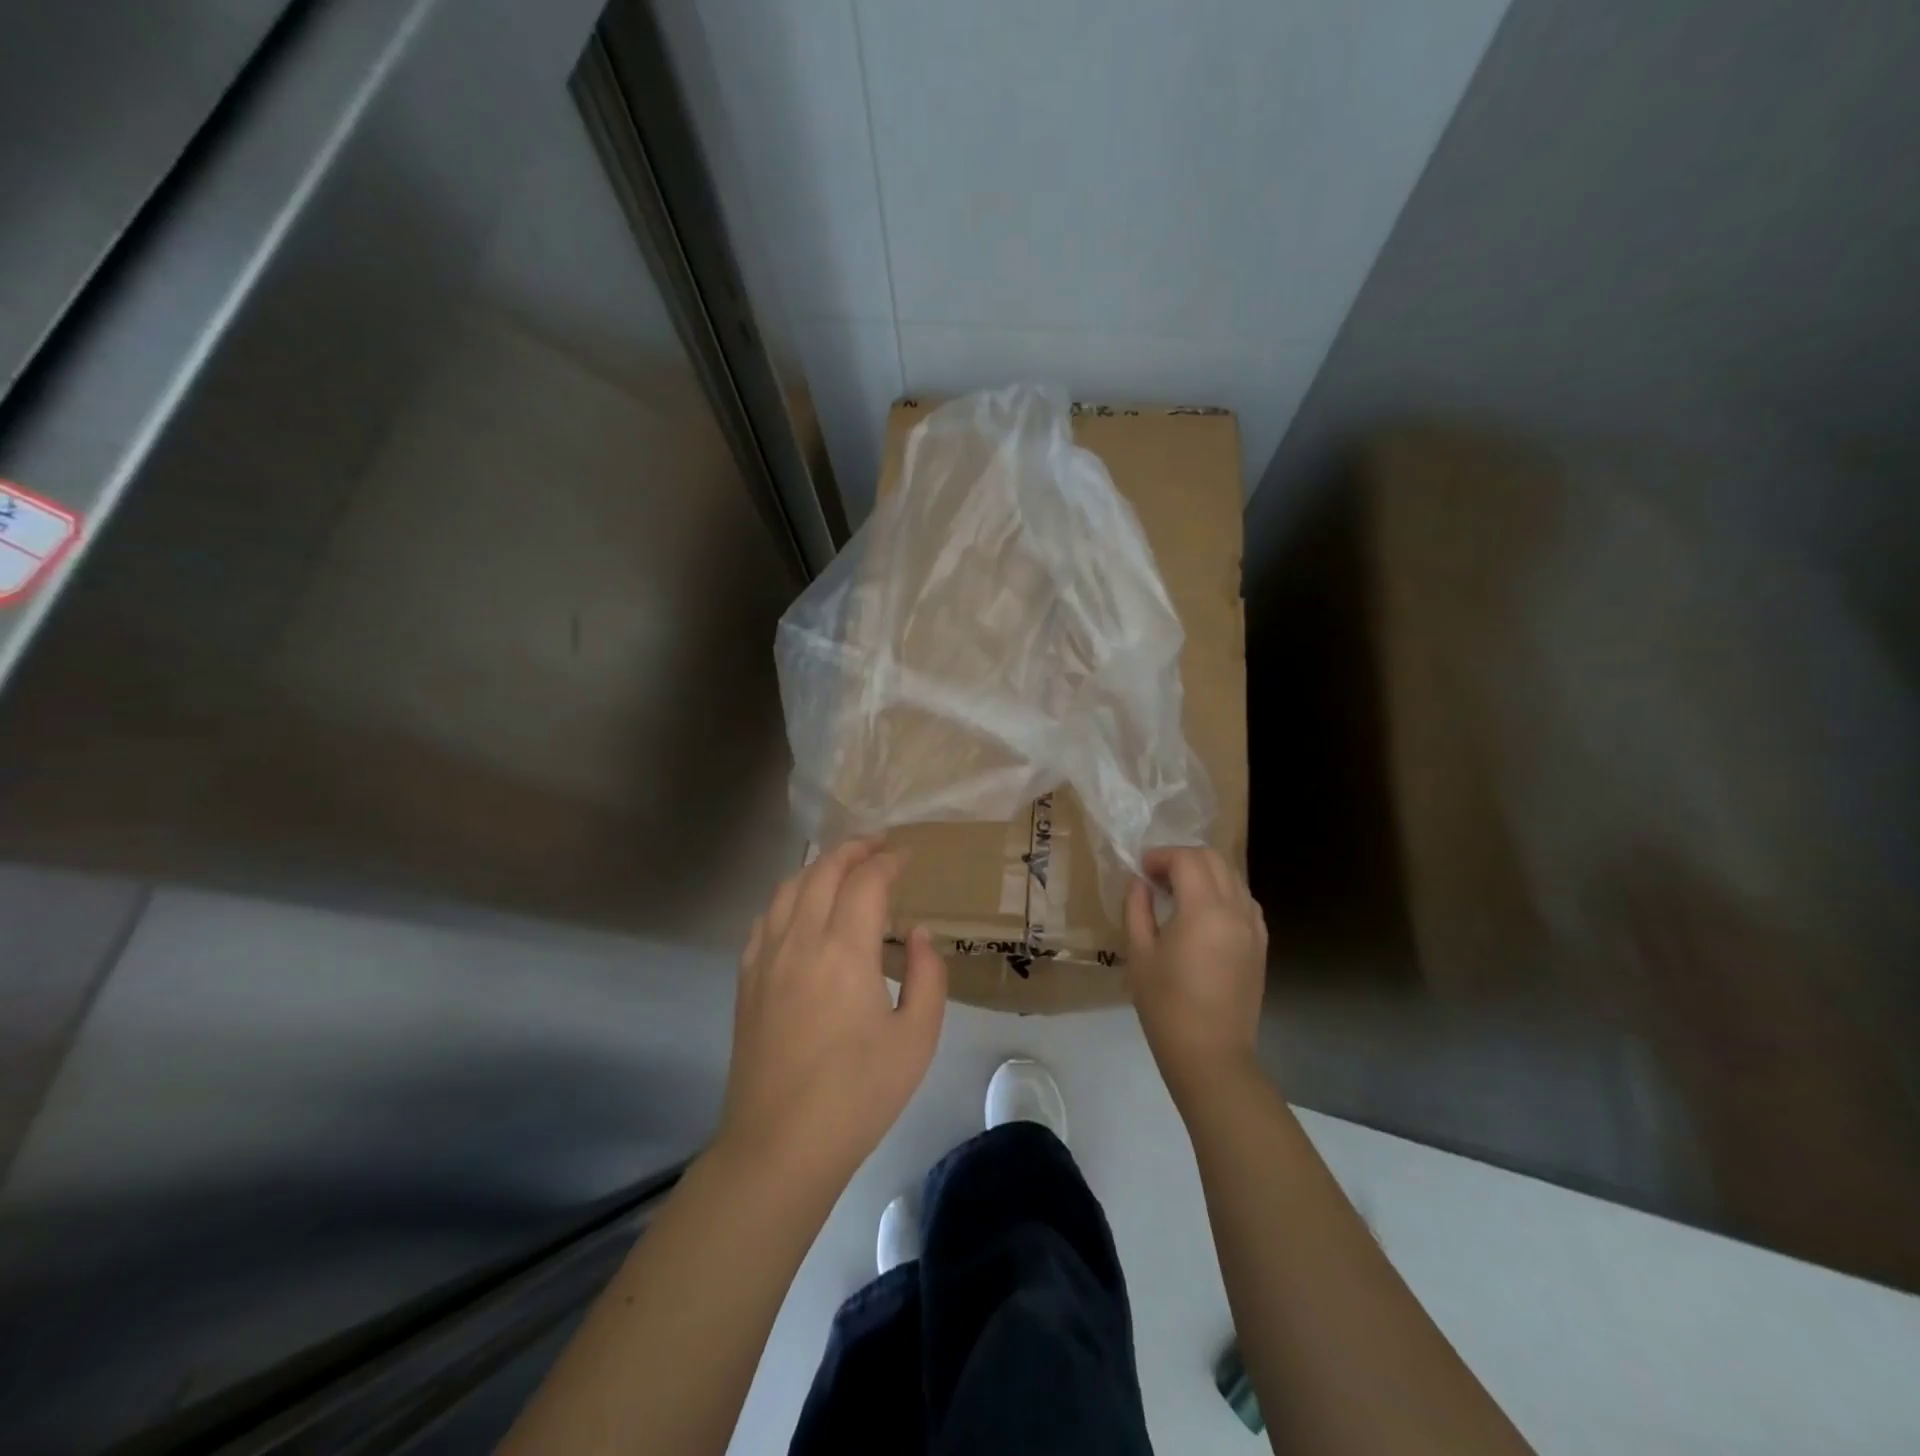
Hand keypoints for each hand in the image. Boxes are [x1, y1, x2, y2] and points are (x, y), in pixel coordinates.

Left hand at [719, 838, 947, 1189]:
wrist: (780, 1146)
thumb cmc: (858, 1095)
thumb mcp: (917, 1039)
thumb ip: (926, 976)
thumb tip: (916, 935)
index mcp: (844, 950)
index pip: (866, 881)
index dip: (888, 860)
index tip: (906, 855)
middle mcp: (800, 940)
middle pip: (823, 871)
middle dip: (853, 849)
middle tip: (877, 845)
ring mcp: (766, 958)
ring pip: (788, 887)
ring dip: (817, 867)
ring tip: (840, 866)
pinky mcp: (747, 980)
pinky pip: (764, 918)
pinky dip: (786, 896)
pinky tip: (798, 907)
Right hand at [1125, 846, 1267, 1103]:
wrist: (1211, 1054)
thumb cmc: (1166, 1005)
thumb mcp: (1140, 953)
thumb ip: (1137, 909)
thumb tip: (1139, 883)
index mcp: (1205, 910)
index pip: (1187, 859)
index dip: (1161, 857)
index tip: (1141, 871)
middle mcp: (1236, 910)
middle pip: (1214, 859)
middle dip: (1183, 859)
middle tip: (1157, 878)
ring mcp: (1254, 927)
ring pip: (1233, 877)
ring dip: (1205, 874)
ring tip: (1179, 895)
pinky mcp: (1261, 945)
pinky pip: (1244, 901)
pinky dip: (1223, 894)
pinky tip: (1203, 916)